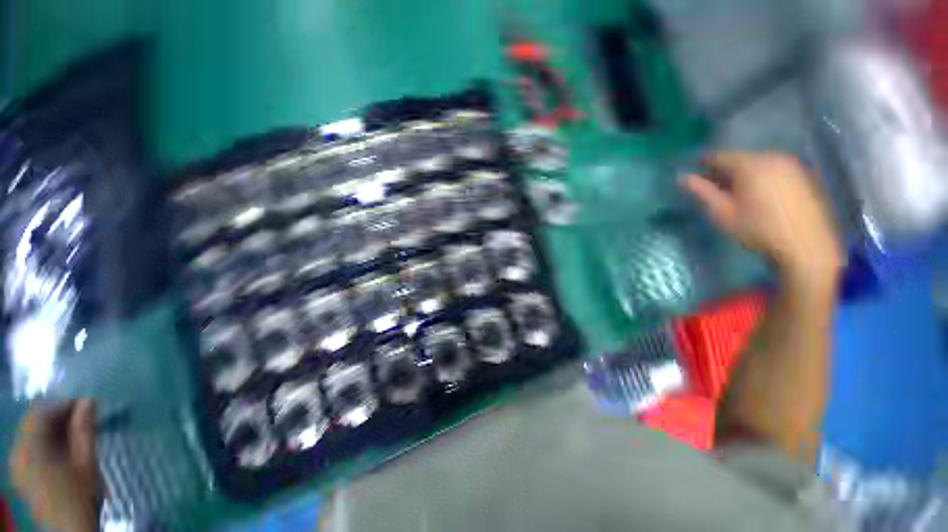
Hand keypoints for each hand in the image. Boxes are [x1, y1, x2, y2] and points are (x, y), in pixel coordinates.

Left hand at [9, 400, 102, 531]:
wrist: (70, 529)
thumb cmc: (80, 494)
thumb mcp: (87, 461)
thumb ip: (85, 429)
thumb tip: (89, 401)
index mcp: (30, 448)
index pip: (42, 412)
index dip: (63, 404)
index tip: (87, 405)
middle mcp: (17, 452)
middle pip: (34, 422)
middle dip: (58, 416)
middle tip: (83, 417)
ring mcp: (16, 464)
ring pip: (31, 434)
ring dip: (53, 428)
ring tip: (76, 432)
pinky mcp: (20, 472)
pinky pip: (30, 446)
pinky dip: (46, 441)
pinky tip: (63, 448)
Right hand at [682, 151, 842, 290]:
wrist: (806, 247)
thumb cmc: (757, 230)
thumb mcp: (722, 213)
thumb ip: (701, 192)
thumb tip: (682, 177)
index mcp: (750, 165)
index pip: (719, 156)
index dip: (703, 164)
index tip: (693, 173)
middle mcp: (773, 158)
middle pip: (740, 158)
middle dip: (724, 170)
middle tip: (713, 187)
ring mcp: (792, 166)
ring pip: (758, 163)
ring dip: (743, 174)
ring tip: (735, 192)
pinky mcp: (804, 176)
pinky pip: (774, 170)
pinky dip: (761, 178)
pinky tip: (758, 195)